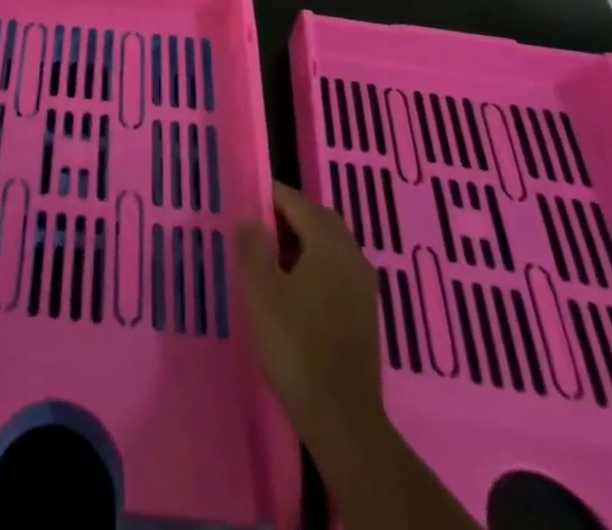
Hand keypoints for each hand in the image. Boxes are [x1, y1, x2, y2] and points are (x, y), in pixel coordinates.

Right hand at [236, 180, 391, 464]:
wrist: (341, 416)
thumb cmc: (296, 344)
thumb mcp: (261, 290)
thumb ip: (253, 247)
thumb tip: (252, 221)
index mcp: (329, 243)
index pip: (297, 202)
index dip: (270, 196)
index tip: (245, 199)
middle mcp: (352, 256)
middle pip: (320, 219)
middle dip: (289, 216)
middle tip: (258, 228)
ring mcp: (363, 287)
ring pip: (331, 246)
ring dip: (303, 242)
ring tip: (271, 259)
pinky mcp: (365, 314)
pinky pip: (338, 270)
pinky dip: (316, 266)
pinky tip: (294, 290)